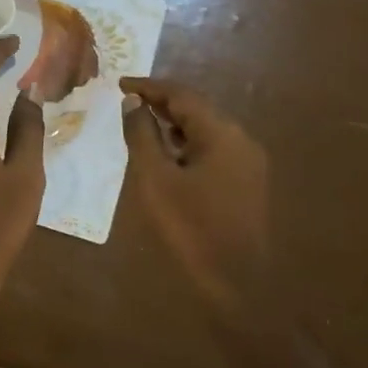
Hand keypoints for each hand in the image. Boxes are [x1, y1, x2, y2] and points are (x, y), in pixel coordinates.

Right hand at [121, 77, 269, 318]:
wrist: (237, 282)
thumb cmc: (191, 228)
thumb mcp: (156, 180)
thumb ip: (142, 136)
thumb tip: (134, 103)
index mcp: (222, 133)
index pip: (182, 95)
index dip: (149, 86)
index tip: (119, 84)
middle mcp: (241, 139)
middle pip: (197, 109)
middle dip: (162, 103)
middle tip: (128, 103)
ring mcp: (248, 162)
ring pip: (206, 130)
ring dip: (175, 124)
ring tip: (143, 126)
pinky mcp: (247, 182)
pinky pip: (214, 150)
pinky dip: (188, 145)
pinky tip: (169, 156)